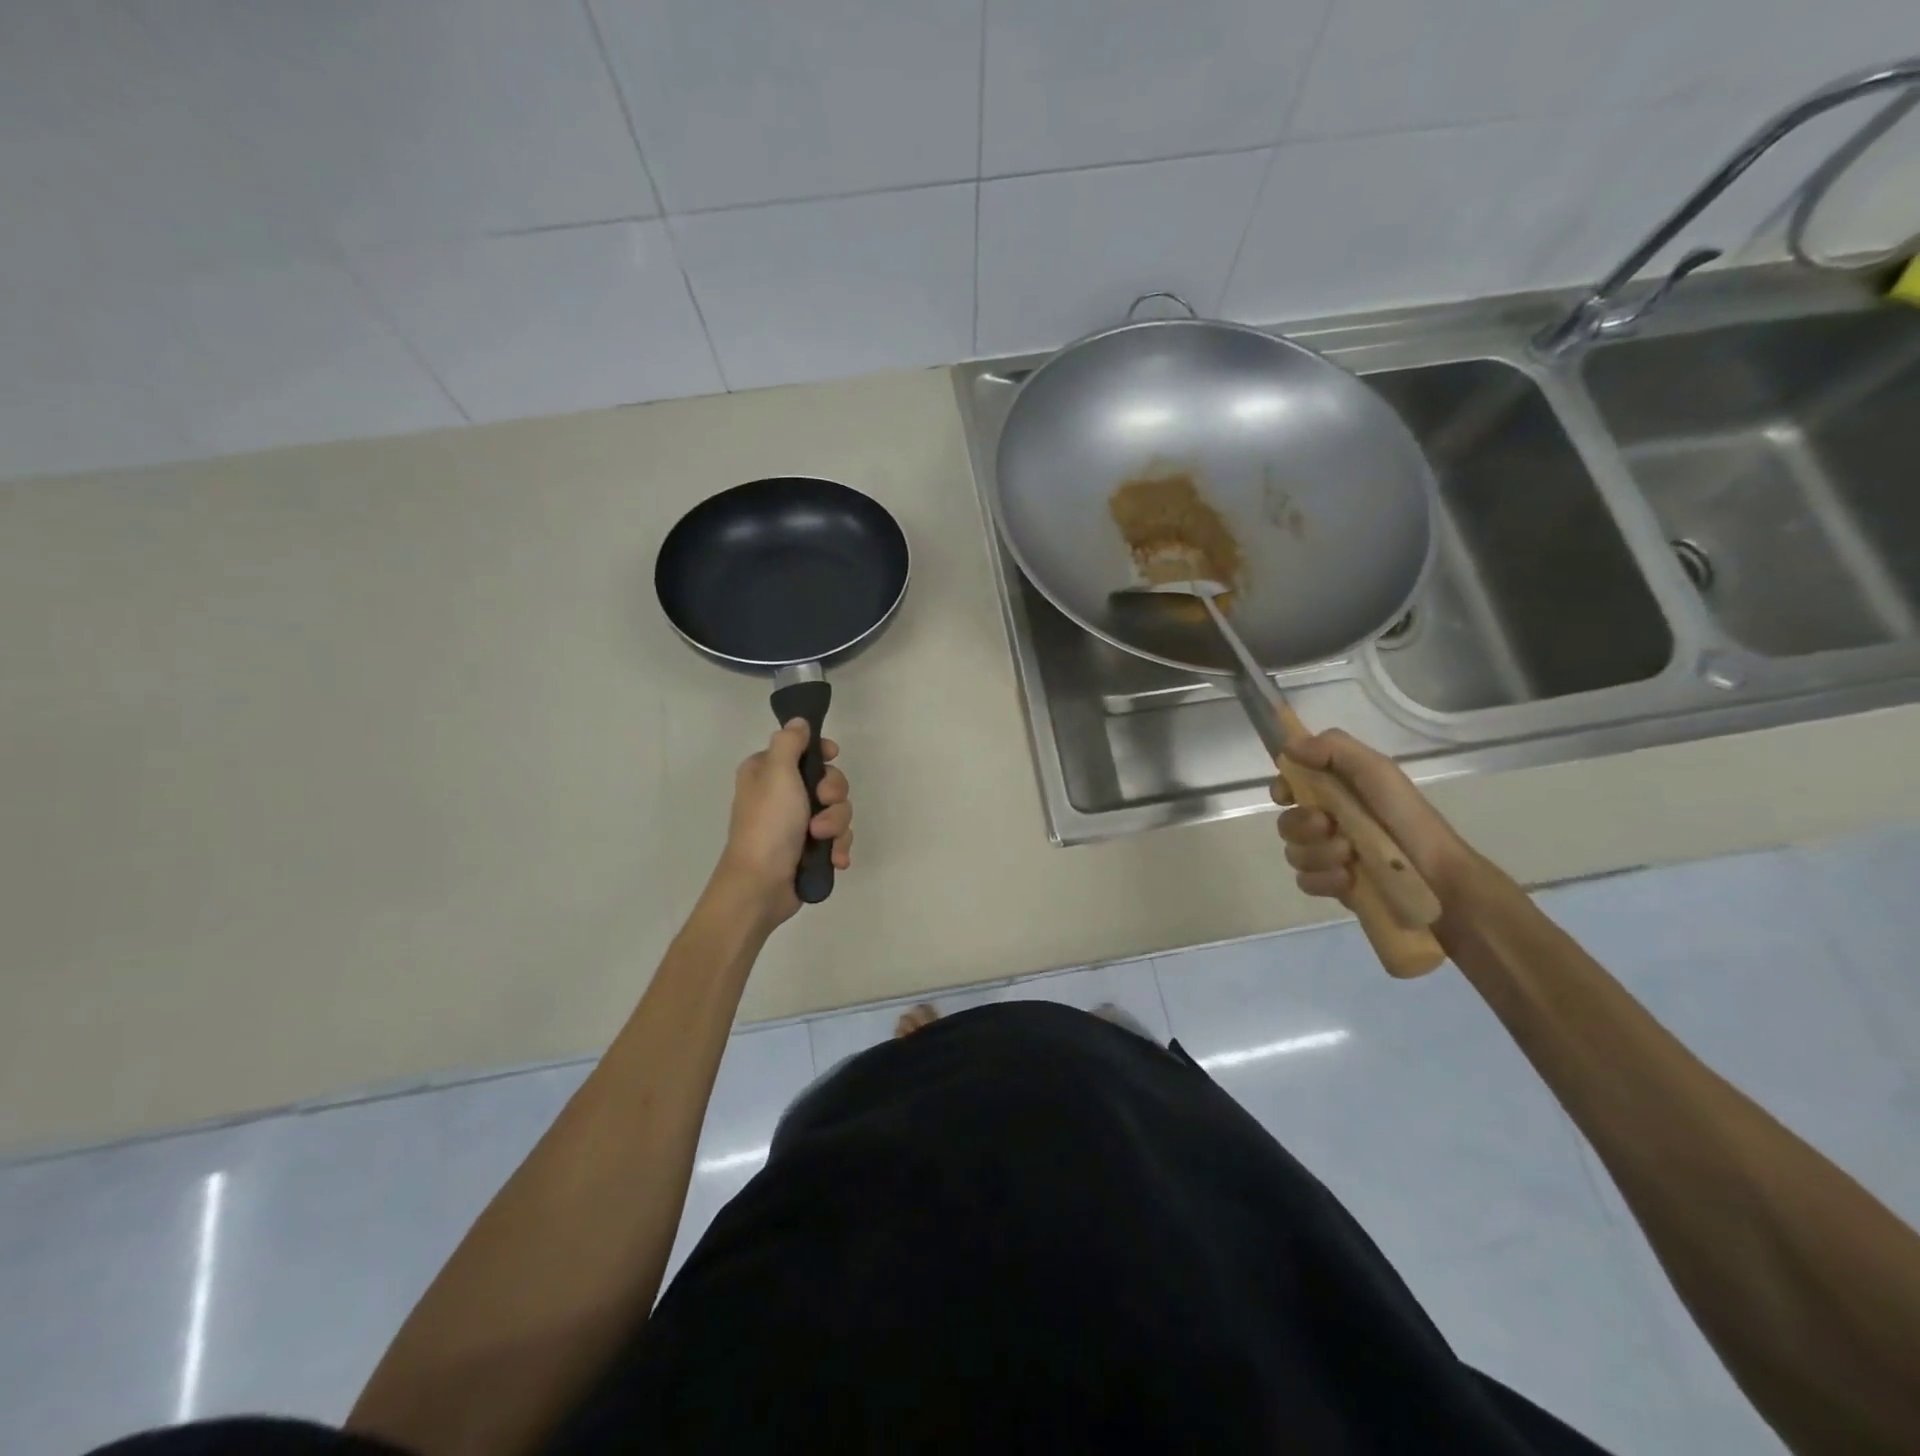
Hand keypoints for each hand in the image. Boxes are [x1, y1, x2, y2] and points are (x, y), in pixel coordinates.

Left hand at [715, 720, 852, 922]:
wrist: (761, 885)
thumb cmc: (768, 824)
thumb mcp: (776, 773)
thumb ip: (790, 742)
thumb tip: (799, 721)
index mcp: (768, 772)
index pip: (804, 749)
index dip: (823, 753)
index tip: (832, 757)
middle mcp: (783, 794)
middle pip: (829, 781)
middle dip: (834, 796)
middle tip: (821, 805)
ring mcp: (798, 824)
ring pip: (838, 811)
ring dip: (836, 825)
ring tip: (822, 840)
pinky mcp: (810, 849)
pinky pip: (838, 838)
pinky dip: (838, 847)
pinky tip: (834, 859)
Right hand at [1272, 729, 1474, 904]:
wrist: (1438, 876)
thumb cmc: (1407, 817)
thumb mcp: (1377, 771)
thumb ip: (1334, 749)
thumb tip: (1287, 746)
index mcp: (1335, 791)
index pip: (1290, 784)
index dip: (1281, 789)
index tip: (1287, 796)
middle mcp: (1327, 821)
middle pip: (1286, 822)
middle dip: (1302, 825)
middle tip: (1328, 827)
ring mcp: (1328, 855)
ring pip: (1294, 853)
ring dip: (1318, 854)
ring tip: (1349, 857)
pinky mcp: (1332, 885)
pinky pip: (1305, 881)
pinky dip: (1323, 879)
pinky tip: (1346, 878)